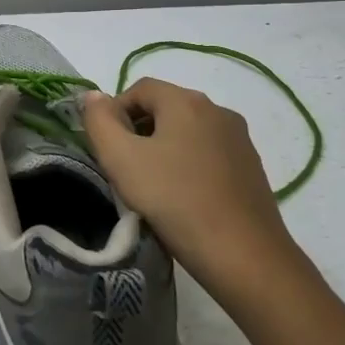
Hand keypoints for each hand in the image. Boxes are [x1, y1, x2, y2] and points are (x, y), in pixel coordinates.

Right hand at [82, 79, 302, 303]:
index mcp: (186, 101)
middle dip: (139, 131)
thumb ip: (100, 121)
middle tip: (125, 169)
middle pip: (165, 108)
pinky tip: (183, 197)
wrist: (243, 255)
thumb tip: (94, 96)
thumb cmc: (175, 200)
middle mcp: (217, 110)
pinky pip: (208, 153)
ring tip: (152, 187)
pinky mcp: (251, 167)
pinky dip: (188, 165)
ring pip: (187, 132)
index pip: (139, 88)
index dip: (115, 112)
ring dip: (164, 149)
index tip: (106, 149)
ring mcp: (239, 139)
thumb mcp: (121, 159)